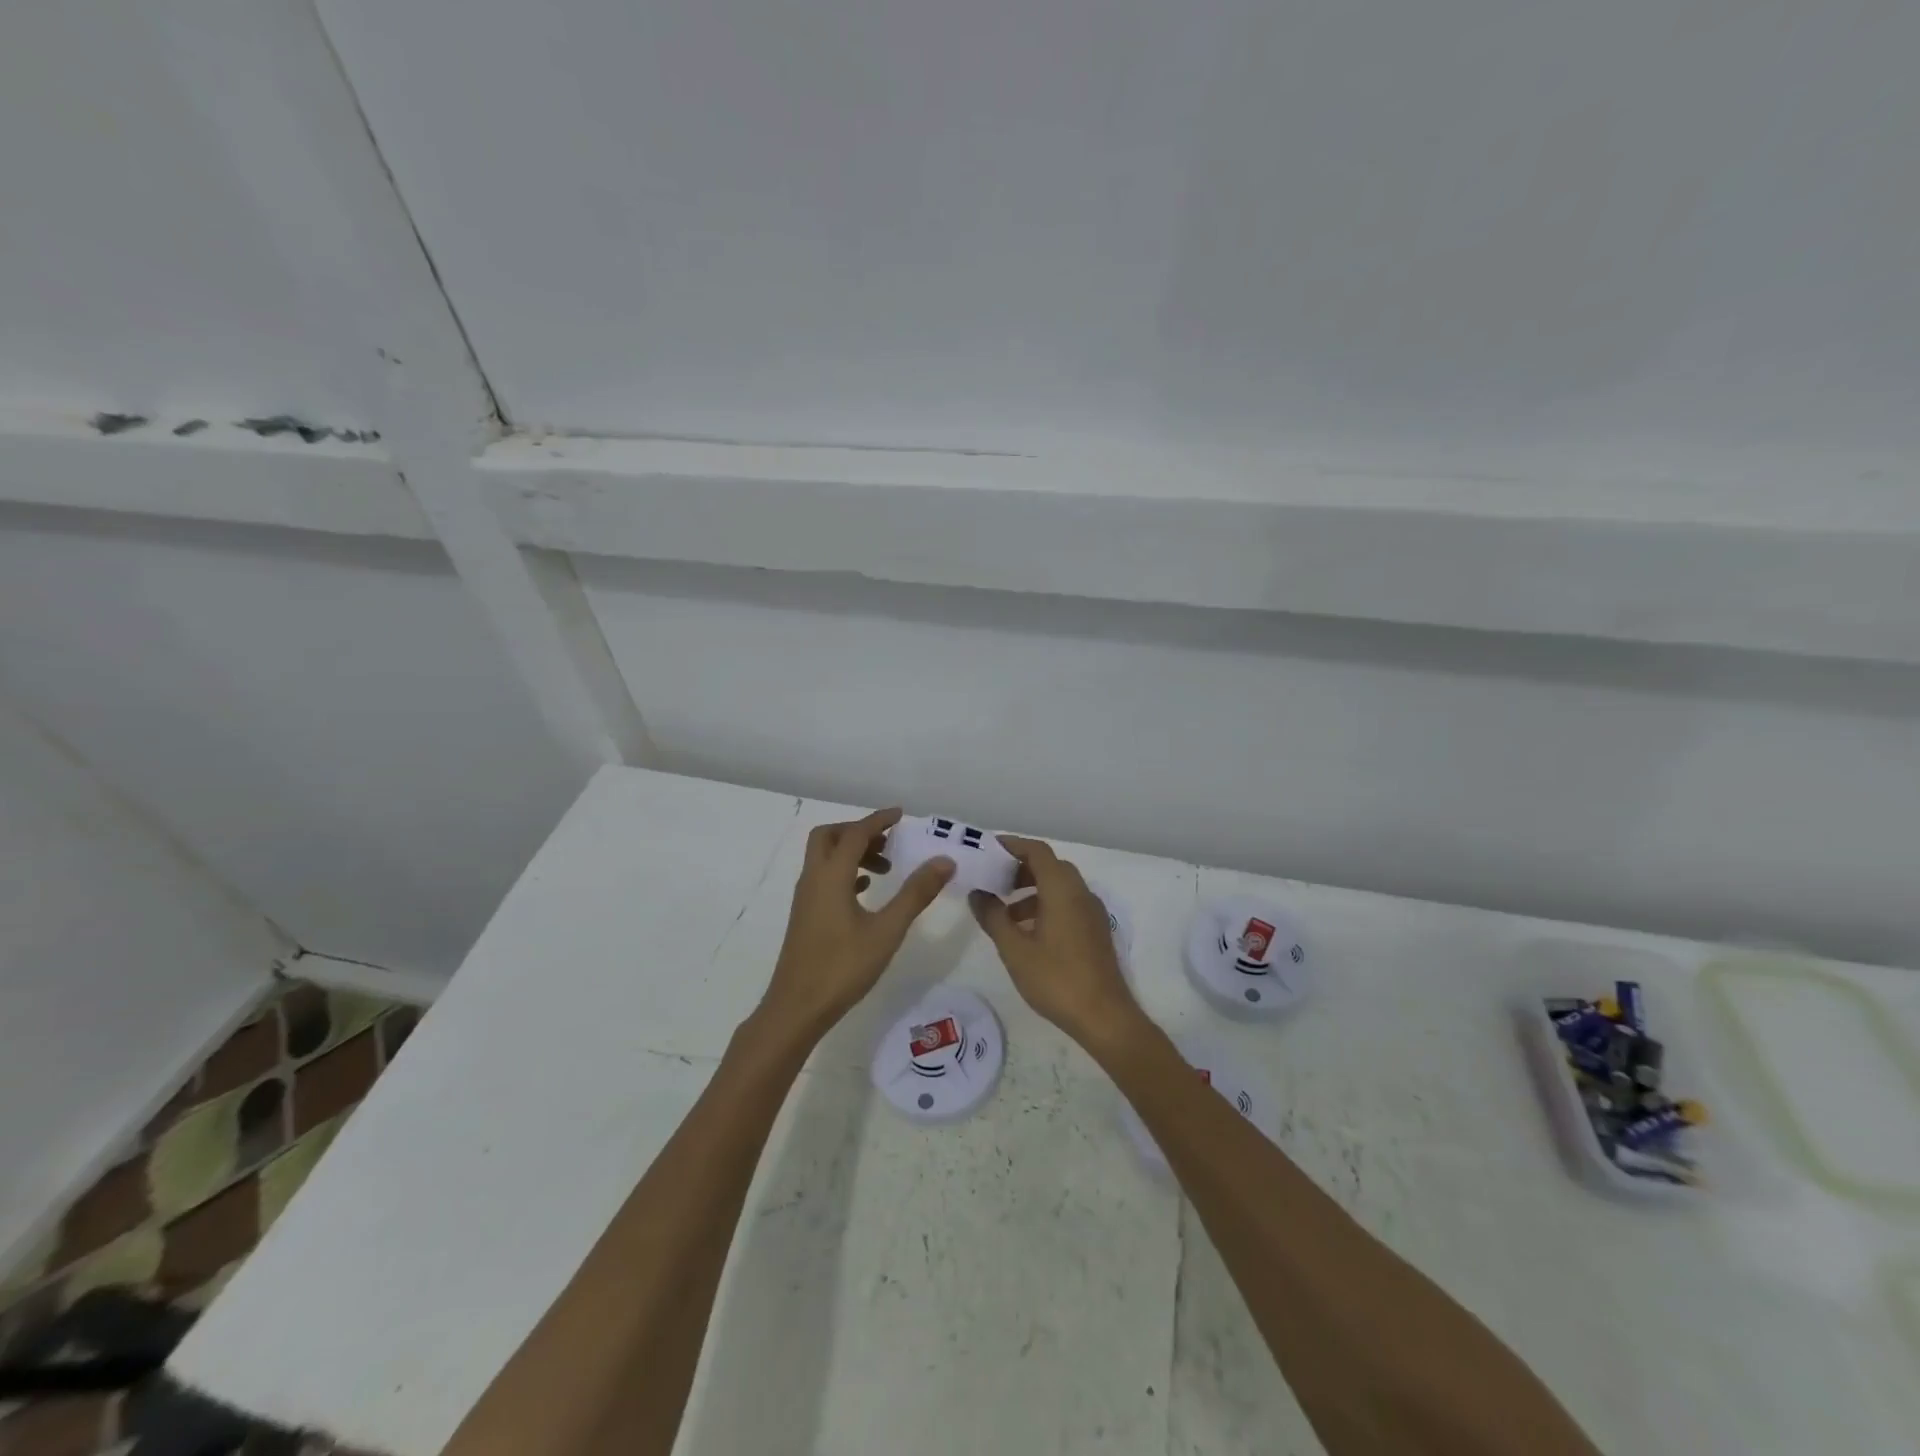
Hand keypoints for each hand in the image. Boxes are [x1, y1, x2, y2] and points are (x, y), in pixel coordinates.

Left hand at [760, 807, 953, 1036]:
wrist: (797, 1008)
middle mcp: (813, 879)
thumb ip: (916, 893)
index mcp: (831, 876)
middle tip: (889, 842)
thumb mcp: (887, 930)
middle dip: (859, 831)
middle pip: (829, 837)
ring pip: (825, 858)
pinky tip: (865, 891)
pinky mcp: (805, 915)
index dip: (878, 820)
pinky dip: (845, 873)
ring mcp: (806, 898)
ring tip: (886, 869)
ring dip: (852, 853)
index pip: (855, 833)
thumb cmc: (843, 967)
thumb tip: (944, 861)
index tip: (901, 815)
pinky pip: (824, 878)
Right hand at [969, 835, 1143, 1050]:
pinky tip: (1027, 933)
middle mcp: (1081, 893)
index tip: (989, 849)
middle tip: (992, 880)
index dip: (1013, 845)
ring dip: (1031, 891)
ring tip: (1004, 913)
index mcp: (1062, 890)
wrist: (1104, 1017)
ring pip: (1059, 887)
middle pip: (1049, 867)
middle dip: (1020, 869)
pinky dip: (1046, 906)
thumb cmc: (1056, 979)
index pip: (1037, 851)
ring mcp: (1092, 912)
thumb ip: (993, 917)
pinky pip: (1068, 904)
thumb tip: (977, 894)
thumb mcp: (1015, 949)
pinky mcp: (1096, 931)